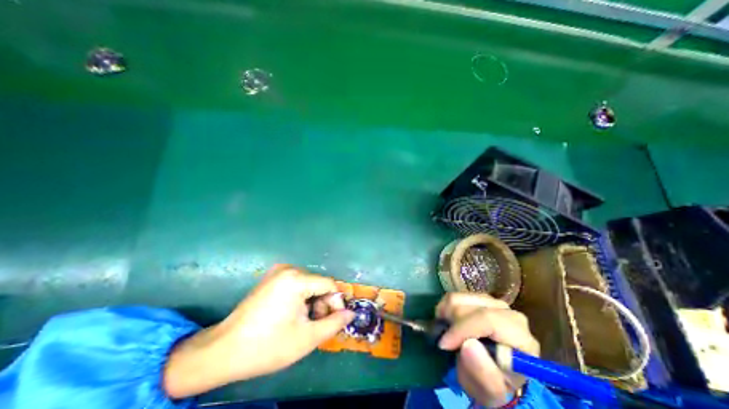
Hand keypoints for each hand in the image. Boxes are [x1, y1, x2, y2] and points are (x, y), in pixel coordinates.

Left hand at [161, 264, 352, 397]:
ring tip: (303, 322)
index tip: (334, 320)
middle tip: (315, 325)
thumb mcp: (307, 338)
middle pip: (318, 284)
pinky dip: (301, 298)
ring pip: (308, 284)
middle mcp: (288, 269)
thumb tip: (351, 313)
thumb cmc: (267, 346)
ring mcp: (277, 272)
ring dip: (312, 302)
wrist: (223, 351)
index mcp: (296, 279)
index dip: (336, 302)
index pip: (329, 284)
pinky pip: (296, 284)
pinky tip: (292, 314)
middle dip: (322, 304)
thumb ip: (334, 323)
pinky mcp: (271, 278)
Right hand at [434, 292, 537, 406]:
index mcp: (520, 337)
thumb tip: (468, 345)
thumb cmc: (493, 383)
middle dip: (452, 324)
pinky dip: (445, 308)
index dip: (462, 328)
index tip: (445, 344)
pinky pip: (454, 296)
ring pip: (458, 298)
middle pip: (469, 306)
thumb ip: (483, 373)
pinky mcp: (479, 297)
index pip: (488, 320)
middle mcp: (509, 313)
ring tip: (446, 332)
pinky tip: (448, 322)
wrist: (493, 372)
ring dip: (446, 315)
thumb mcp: (490, 391)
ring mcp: (493, 302)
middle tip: (446, 342)